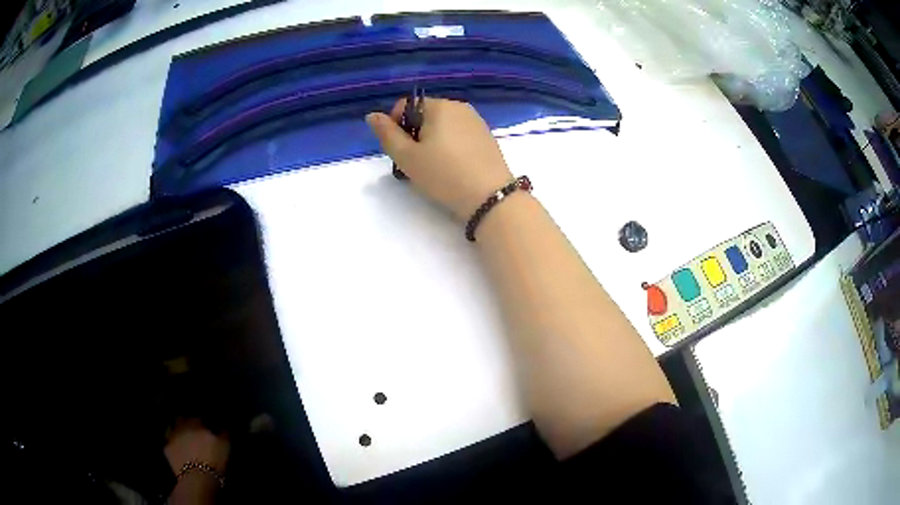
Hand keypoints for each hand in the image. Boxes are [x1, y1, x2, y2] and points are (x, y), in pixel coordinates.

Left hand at [164, 419, 229, 503]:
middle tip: (193, 429)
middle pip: (183, 418)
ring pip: (173, 427)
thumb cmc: (214, 461)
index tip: (207, 425)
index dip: (203, 420)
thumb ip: (224, 433)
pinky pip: (169, 442)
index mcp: (197, 422)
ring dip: (178, 430)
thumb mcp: (225, 446)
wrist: (197, 477)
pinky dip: (173, 443)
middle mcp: (182, 425)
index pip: (199, 416)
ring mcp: (172, 435)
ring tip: (184, 437)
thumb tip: (224, 426)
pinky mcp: (167, 448)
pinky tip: (178, 449)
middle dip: (187, 421)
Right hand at [366, 98, 513, 220]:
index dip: (395, 126)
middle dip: (414, 134)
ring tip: (435, 167)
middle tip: (416, 162)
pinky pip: (459, 134)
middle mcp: (459, 107)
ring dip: (432, 141)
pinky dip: (450, 146)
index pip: (405, 105)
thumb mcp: (407, 157)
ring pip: (442, 126)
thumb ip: (387, 134)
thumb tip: (372, 115)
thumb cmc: (444, 175)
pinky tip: (453, 167)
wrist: (490, 197)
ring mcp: (476, 121)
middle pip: (424, 115)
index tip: (400, 150)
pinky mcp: (487, 137)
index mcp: (439, 106)